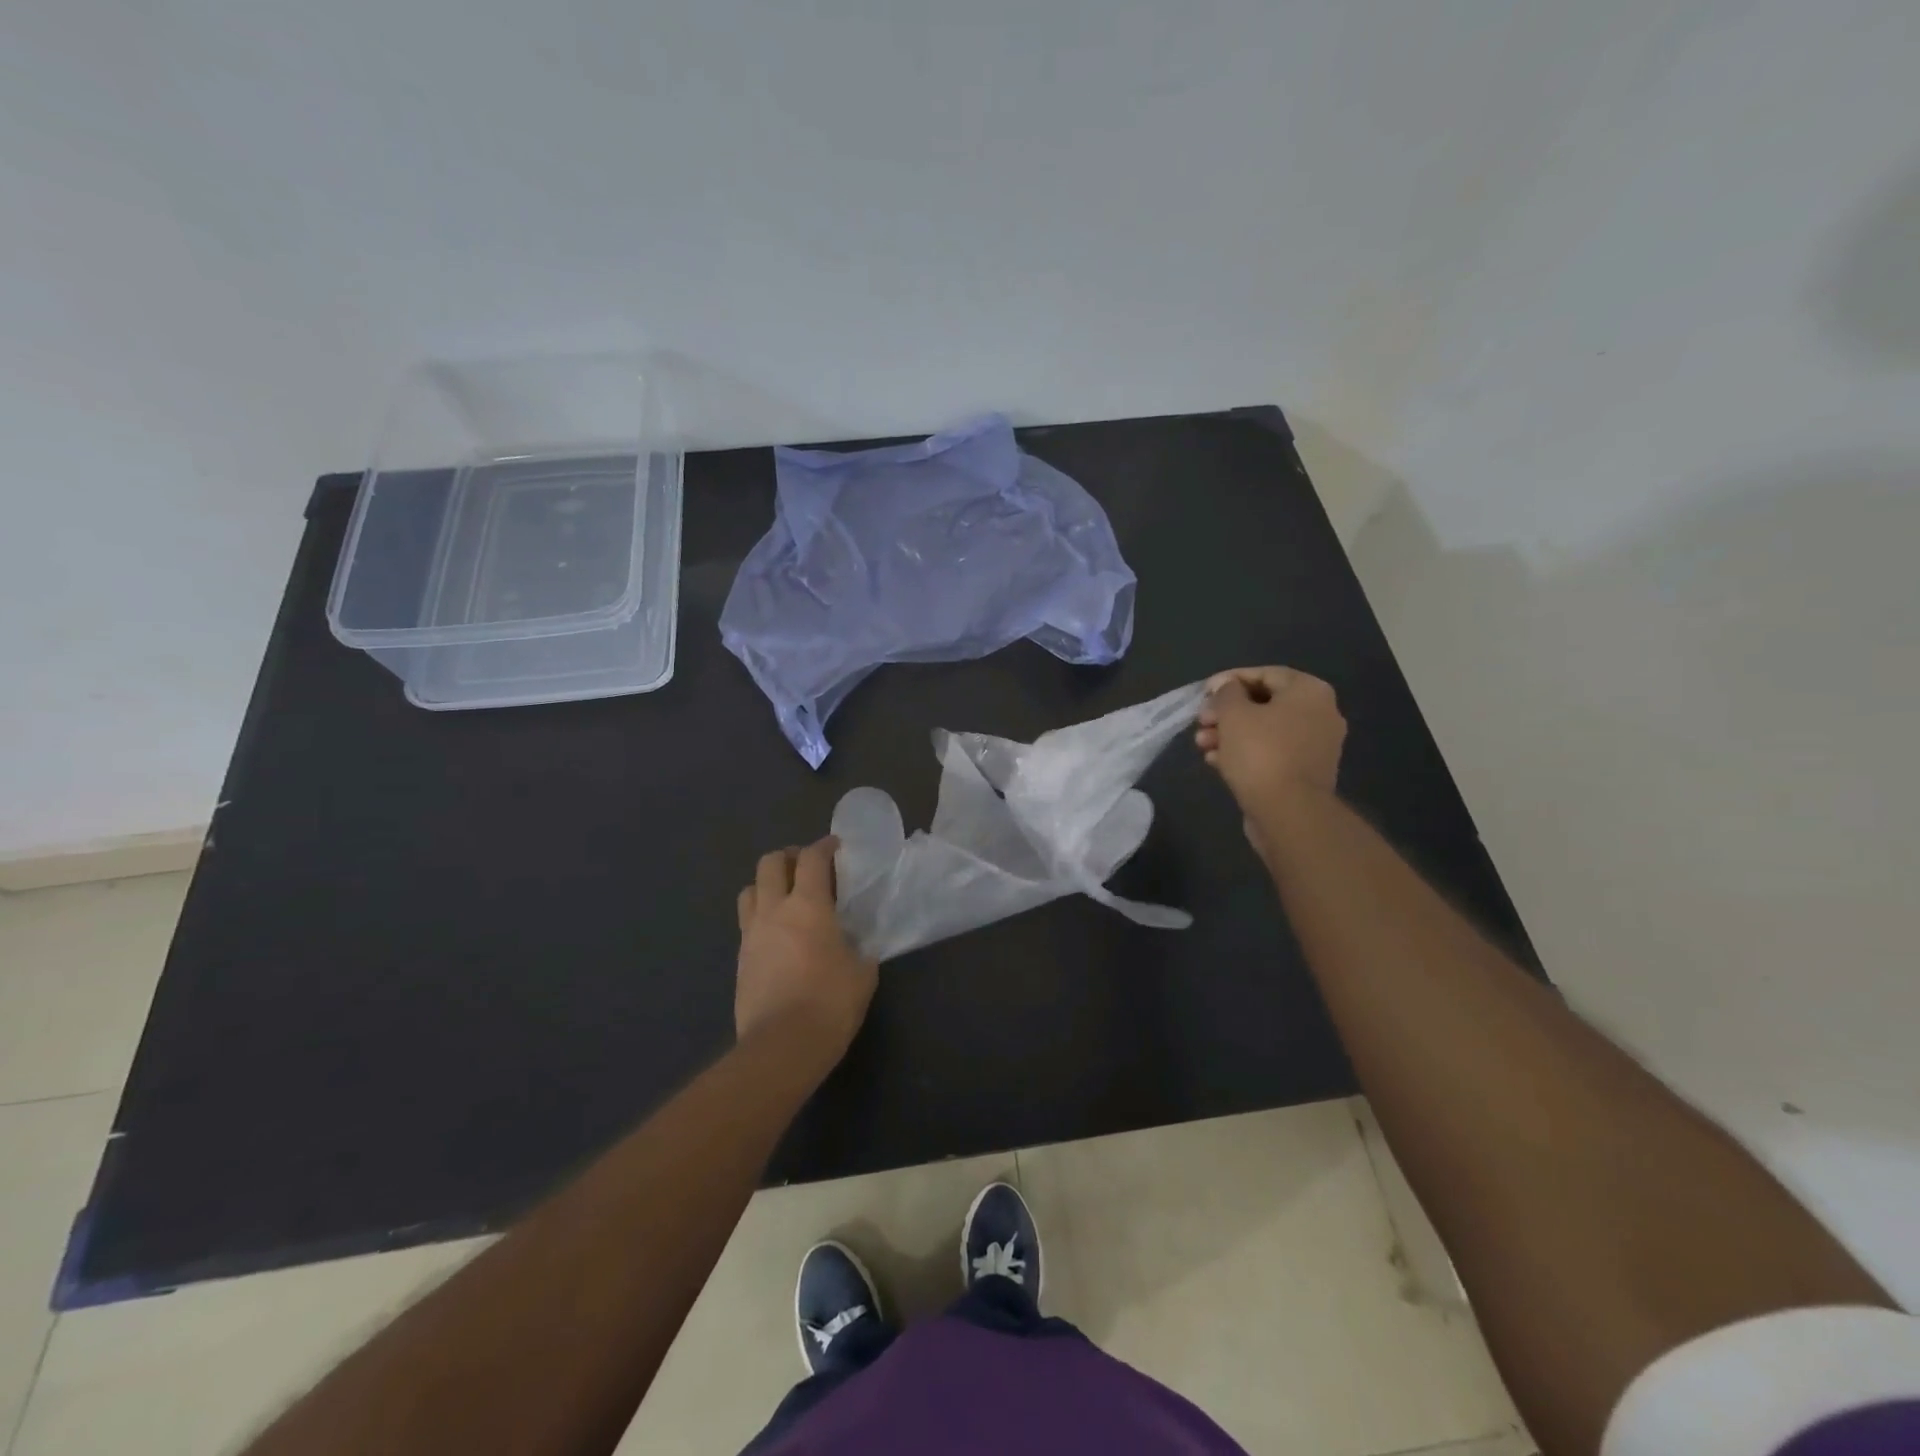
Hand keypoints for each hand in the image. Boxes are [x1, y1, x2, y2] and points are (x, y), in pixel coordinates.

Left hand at [734, 837, 877, 1067]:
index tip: (836, 847)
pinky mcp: (740, 959)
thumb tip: (855, 945)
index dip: (824, 846)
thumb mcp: (862, 972)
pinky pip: (747, 923)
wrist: (782, 1046)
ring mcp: (751, 934)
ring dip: (767, 884)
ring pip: (749, 889)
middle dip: (789, 857)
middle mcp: (774, 910)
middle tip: (808, 868)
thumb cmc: (830, 1003)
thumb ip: (859, 948)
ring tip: (786, 897)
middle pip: (770, 863)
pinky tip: (777, 934)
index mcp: (809, 906)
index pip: (812, 858)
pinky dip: (761, 916)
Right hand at [1195, 667, 1346, 856]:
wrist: (1289, 813)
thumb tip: (1227, 687)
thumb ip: (1226, 693)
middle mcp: (1320, 713)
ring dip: (1230, 734)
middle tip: (1200, 721)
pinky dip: (1244, 753)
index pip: (1264, 674)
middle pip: (1264, 703)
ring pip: (1264, 730)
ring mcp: (1315, 745)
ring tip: (1201, 744)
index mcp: (1309, 692)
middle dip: (1226, 712)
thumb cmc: (1261, 753)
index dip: (1229, 680)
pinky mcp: (1304, 772)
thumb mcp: (1233, 714)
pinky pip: (1271, 753)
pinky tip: (1215, 761)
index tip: (1203, 693)